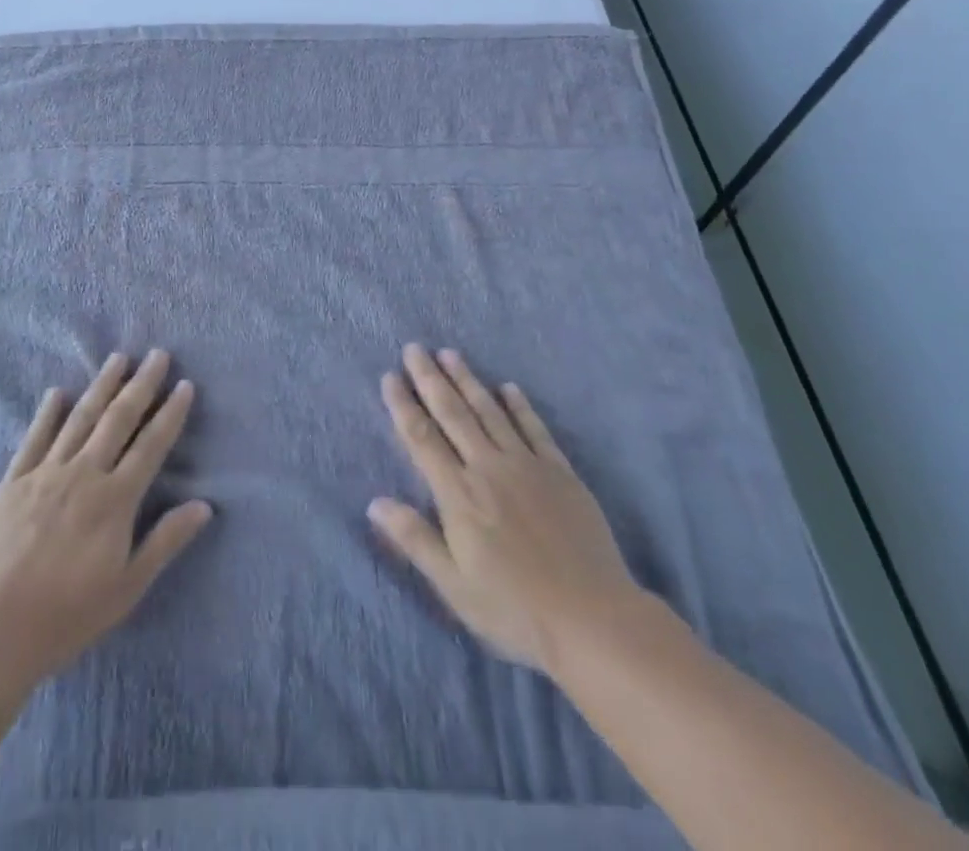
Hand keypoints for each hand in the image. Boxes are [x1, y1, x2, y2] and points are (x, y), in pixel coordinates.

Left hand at [0, 350, 211, 681]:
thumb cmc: (68, 614)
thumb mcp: (128, 587)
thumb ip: (165, 541)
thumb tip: (204, 506)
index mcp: (115, 499)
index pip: (151, 445)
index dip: (171, 414)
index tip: (184, 385)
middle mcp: (84, 474)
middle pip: (118, 419)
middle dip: (141, 385)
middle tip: (158, 354)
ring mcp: (46, 473)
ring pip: (79, 418)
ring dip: (101, 385)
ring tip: (118, 358)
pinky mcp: (13, 482)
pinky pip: (34, 438)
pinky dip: (47, 413)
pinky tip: (57, 392)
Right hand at [369, 344, 641, 672]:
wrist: (593, 619)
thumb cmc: (514, 609)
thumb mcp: (454, 586)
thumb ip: (415, 539)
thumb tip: (375, 502)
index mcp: (458, 495)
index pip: (422, 438)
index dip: (403, 406)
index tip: (390, 376)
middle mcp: (488, 468)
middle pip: (453, 414)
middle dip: (430, 379)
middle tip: (415, 349)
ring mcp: (527, 466)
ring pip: (490, 412)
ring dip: (468, 380)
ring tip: (450, 353)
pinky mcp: (560, 473)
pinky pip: (535, 429)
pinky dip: (519, 406)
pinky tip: (508, 387)